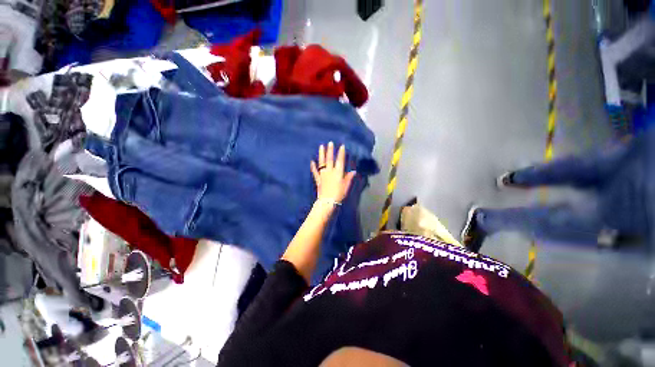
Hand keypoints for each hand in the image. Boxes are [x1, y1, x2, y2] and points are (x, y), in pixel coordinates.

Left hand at [310, 142, 356, 203]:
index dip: (341, 153)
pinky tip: (311, 161)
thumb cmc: (339, 193)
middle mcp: (330, 171)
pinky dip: (313, 166)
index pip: (340, 160)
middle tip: (330, 143)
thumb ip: (349, 177)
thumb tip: (353, 171)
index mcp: (338, 172)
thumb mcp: (347, 185)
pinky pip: (315, 171)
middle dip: (330, 150)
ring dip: (321, 154)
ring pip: (322, 162)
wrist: (328, 201)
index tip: (341, 146)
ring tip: (321, 147)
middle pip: (330, 159)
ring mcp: (323, 175)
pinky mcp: (318, 179)